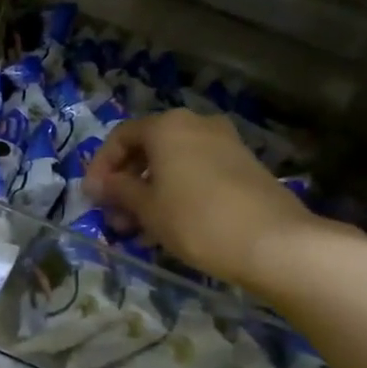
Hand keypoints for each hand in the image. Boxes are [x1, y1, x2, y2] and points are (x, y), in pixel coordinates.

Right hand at [84, 109, 334, 290]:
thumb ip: (118, 190)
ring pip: (173, 164)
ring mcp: (224, 144)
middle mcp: (196, 125)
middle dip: (126, 184)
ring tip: (138, 231)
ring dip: (149, 193)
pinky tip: (169, 227)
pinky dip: (176, 194)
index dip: (100, 167)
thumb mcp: (146, 208)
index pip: (121, 137)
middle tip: (115, 218)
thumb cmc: (195, 219)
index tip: (92, 198)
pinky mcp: (243, 167)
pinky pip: (196, 174)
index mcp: (168, 126)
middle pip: (148, 149)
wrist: (274, 242)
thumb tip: (101, 184)